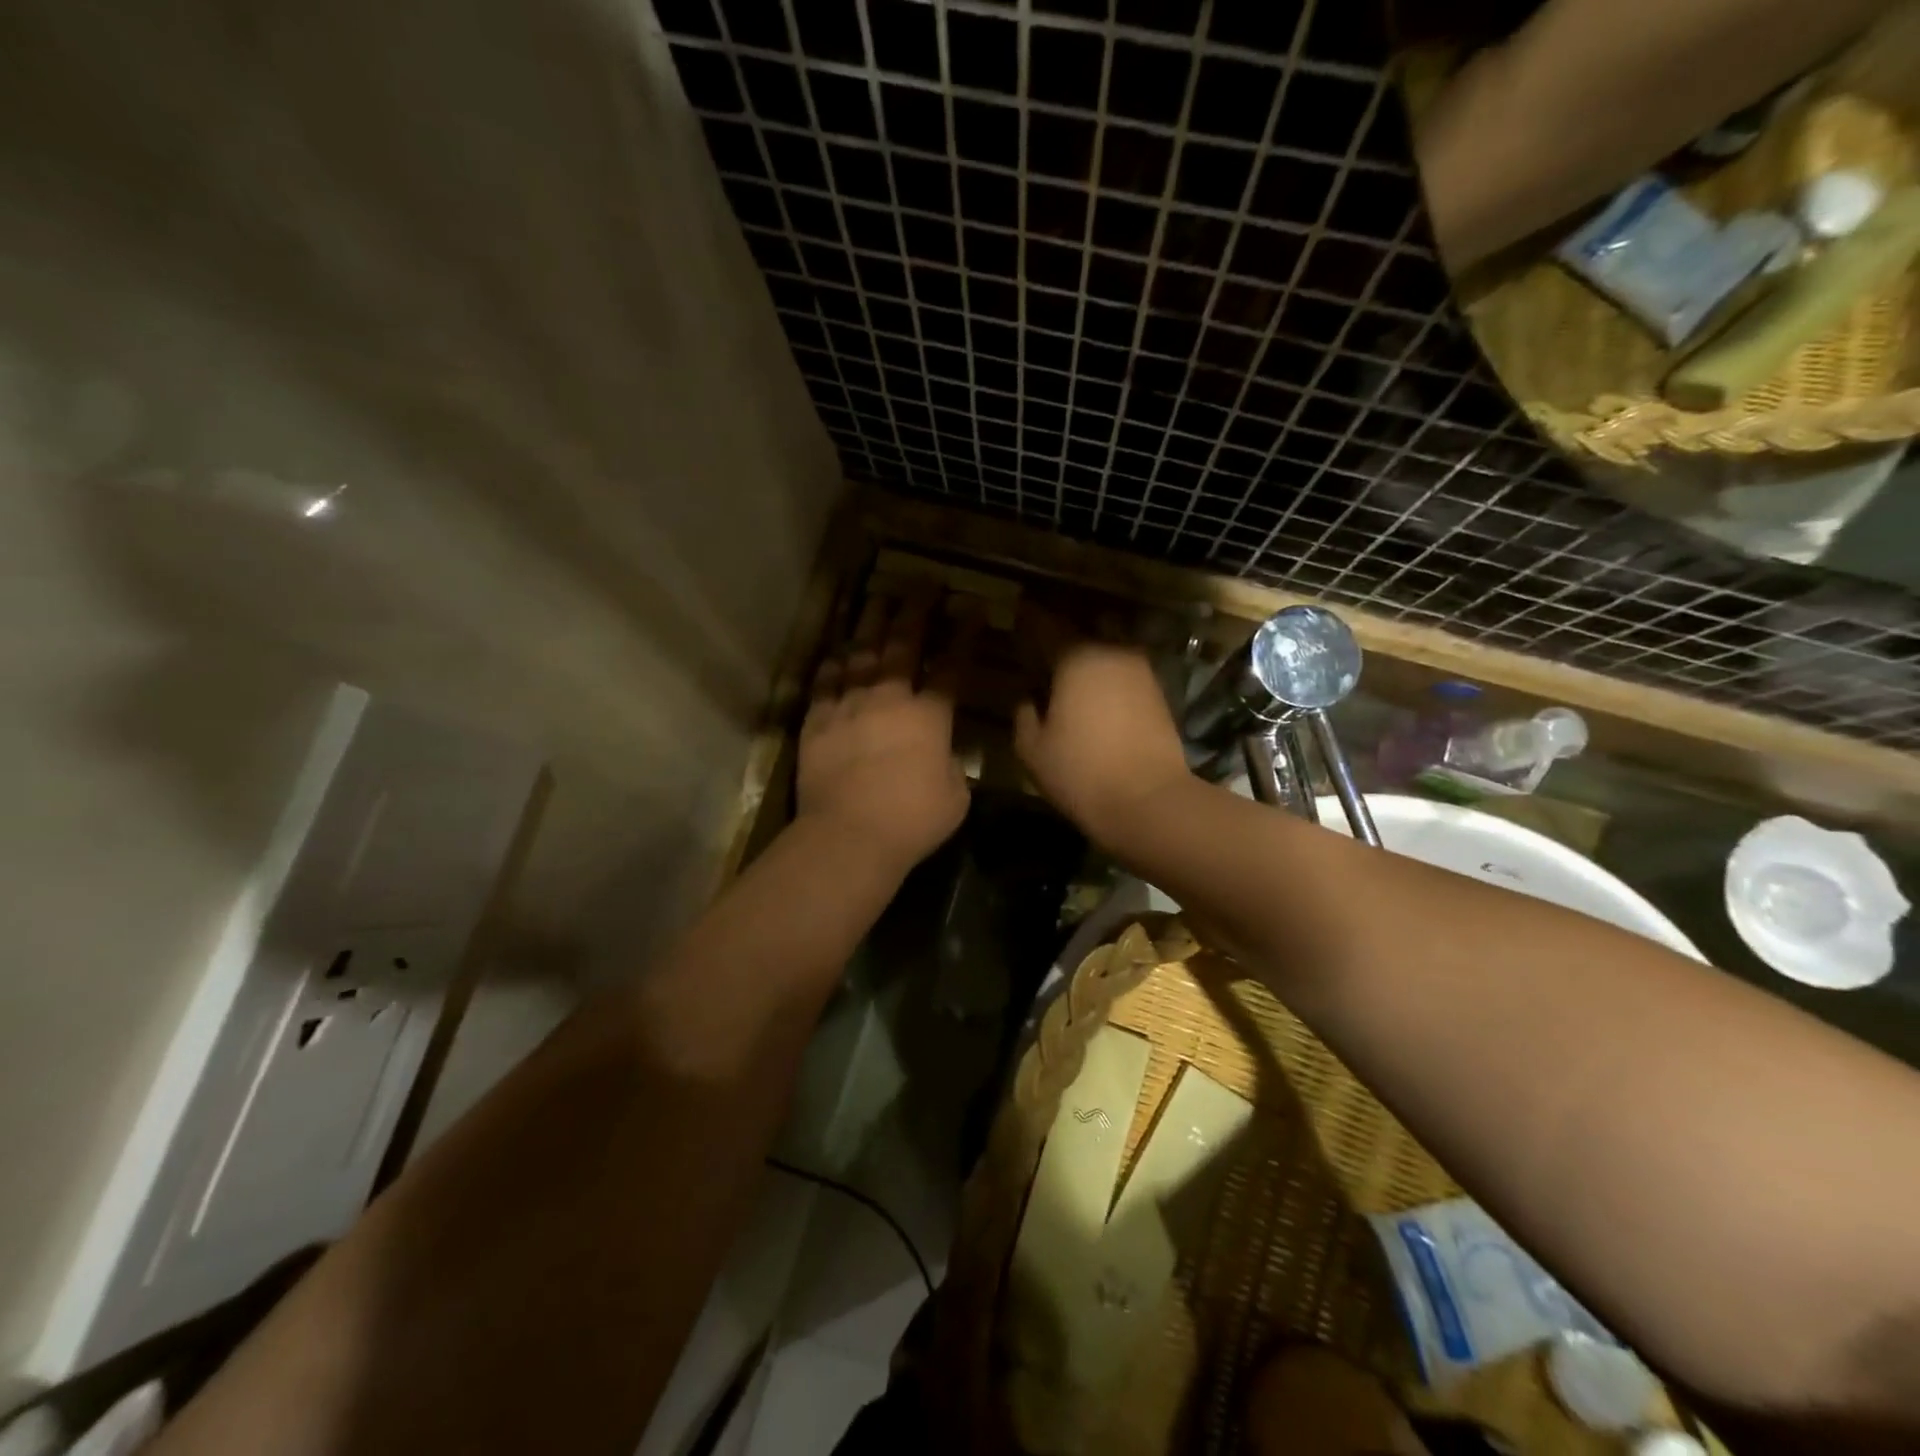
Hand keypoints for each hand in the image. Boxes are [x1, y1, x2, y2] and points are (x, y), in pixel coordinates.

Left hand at [798, 589, 976, 873]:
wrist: (849, 834)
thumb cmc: (912, 820)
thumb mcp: (954, 795)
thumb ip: (951, 766)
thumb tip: (942, 755)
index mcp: (929, 716)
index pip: (951, 666)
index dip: (964, 635)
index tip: (972, 607)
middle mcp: (888, 699)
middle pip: (903, 645)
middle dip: (917, 611)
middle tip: (924, 583)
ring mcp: (848, 706)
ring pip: (861, 654)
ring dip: (872, 623)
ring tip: (879, 598)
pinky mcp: (817, 722)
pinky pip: (825, 683)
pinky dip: (833, 664)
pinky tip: (837, 651)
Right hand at [1012, 610, 1192, 845]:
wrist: (1149, 801)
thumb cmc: (1081, 773)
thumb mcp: (1032, 749)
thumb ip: (1024, 714)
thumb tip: (1027, 698)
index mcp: (1075, 657)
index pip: (1046, 623)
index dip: (1028, 616)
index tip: (1017, 611)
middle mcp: (1111, 651)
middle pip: (1084, 625)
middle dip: (1063, 629)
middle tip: (1043, 640)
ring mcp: (1140, 670)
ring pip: (1110, 643)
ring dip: (1091, 647)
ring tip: (1071, 665)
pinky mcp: (1158, 691)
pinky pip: (1125, 667)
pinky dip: (1109, 670)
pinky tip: (1097, 688)